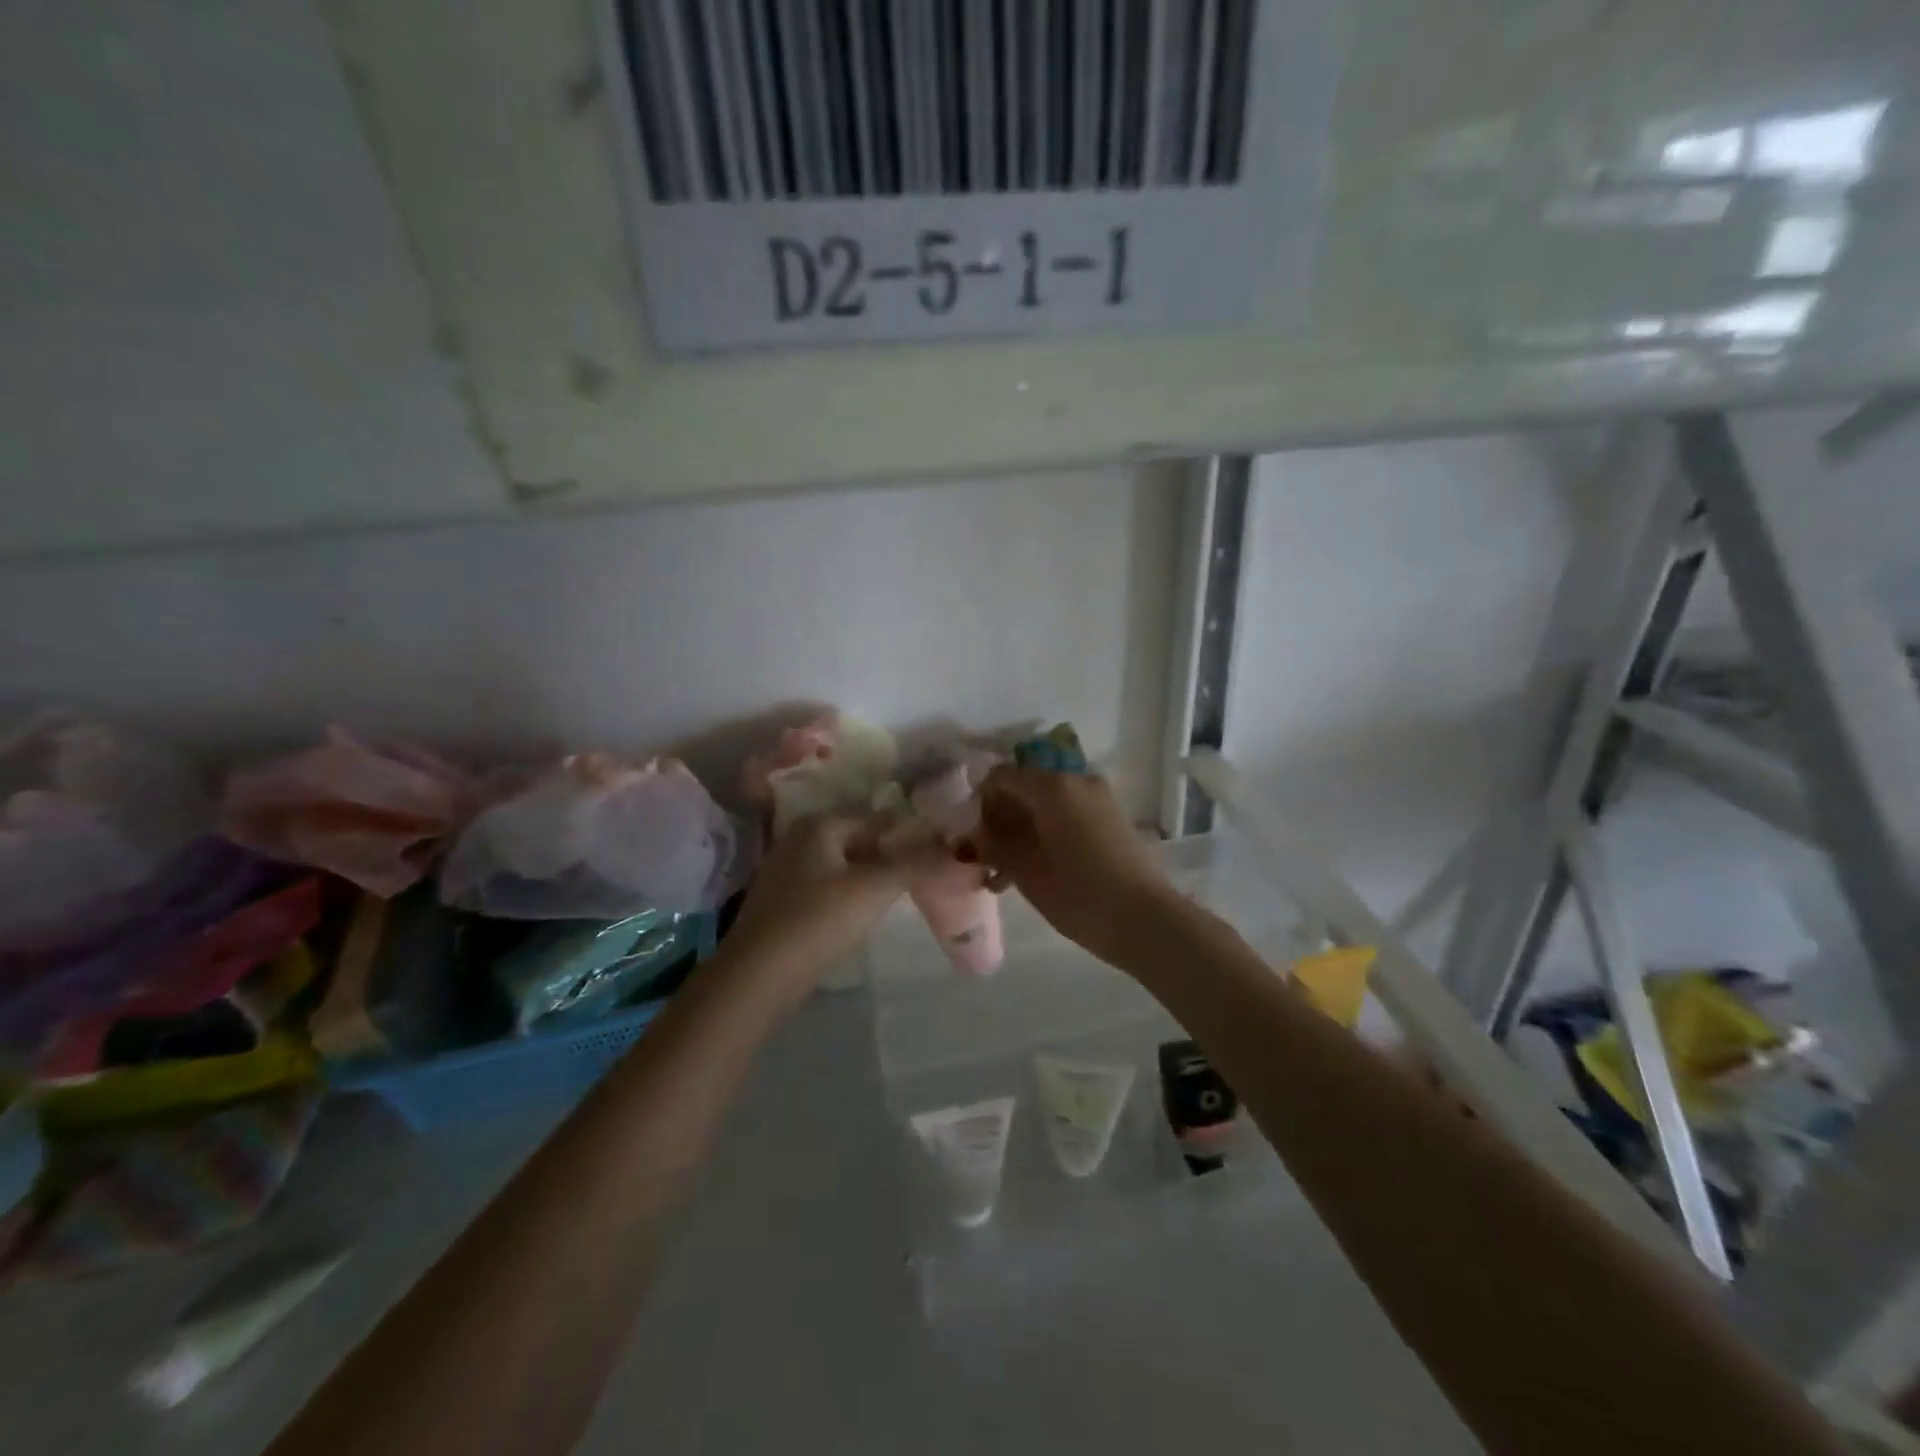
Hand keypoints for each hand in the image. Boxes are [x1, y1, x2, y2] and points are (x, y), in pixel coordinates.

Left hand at [727, 812, 938, 981]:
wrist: (757, 975)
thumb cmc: (819, 919)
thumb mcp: (875, 888)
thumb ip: (915, 864)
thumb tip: (953, 849)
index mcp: (819, 824)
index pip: (875, 818)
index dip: (907, 833)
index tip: (937, 850)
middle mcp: (798, 838)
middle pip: (856, 840)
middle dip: (888, 855)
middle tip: (922, 874)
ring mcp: (784, 870)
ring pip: (840, 865)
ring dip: (868, 876)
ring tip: (898, 895)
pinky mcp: (779, 902)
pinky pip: (824, 887)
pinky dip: (846, 894)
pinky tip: (861, 914)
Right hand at [969, 767, 1173, 960]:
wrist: (1144, 920)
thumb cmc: (1077, 892)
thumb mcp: (1025, 870)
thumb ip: (993, 846)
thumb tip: (971, 838)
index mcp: (1052, 785)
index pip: (1001, 777)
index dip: (979, 803)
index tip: (971, 838)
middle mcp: (1076, 780)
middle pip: (1025, 788)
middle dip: (1000, 820)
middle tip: (985, 858)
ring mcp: (1098, 799)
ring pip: (1045, 806)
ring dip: (1021, 832)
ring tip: (1003, 875)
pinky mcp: (1111, 820)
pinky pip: (1067, 816)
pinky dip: (1046, 835)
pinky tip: (1032, 872)